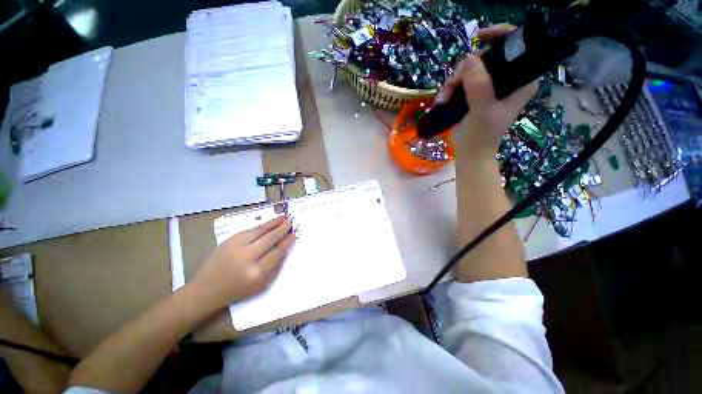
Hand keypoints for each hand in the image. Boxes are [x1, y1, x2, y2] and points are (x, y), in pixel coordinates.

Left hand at [191, 216, 294, 310]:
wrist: (206, 290)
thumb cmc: (237, 290)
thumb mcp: (260, 286)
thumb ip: (275, 267)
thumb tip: (285, 248)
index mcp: (256, 273)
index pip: (277, 252)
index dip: (287, 242)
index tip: (293, 235)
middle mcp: (247, 258)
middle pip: (269, 239)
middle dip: (282, 229)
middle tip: (291, 222)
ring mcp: (236, 247)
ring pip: (260, 231)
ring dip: (273, 223)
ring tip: (283, 217)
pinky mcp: (228, 241)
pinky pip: (250, 230)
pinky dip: (262, 226)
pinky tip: (269, 223)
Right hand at [437, 24, 536, 158]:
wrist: (471, 154)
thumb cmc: (481, 136)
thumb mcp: (481, 111)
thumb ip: (479, 85)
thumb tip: (469, 58)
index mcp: (522, 80)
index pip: (517, 46)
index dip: (500, 35)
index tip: (479, 37)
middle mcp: (509, 79)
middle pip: (487, 57)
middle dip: (465, 70)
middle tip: (450, 88)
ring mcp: (492, 87)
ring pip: (471, 70)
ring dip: (453, 82)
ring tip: (443, 98)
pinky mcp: (478, 95)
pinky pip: (463, 81)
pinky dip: (451, 88)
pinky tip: (443, 99)